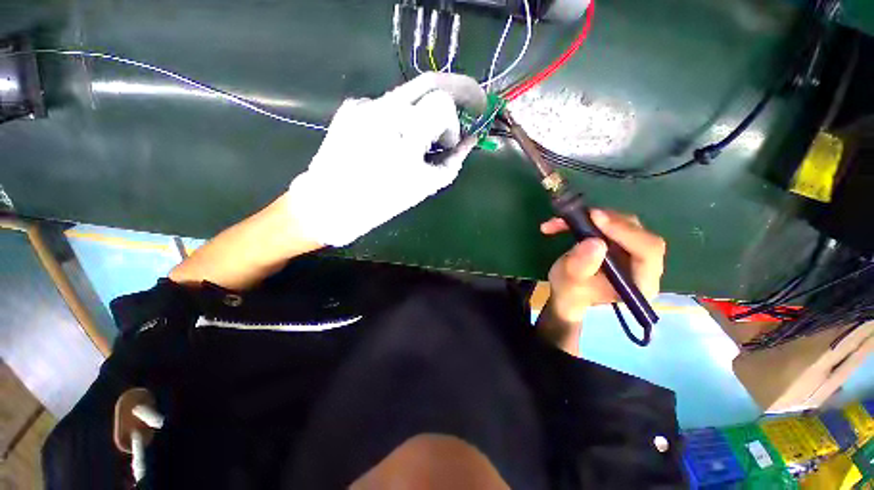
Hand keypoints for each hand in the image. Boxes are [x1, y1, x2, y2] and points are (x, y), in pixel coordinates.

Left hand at [286, 73, 486, 246]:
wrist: (330, 204)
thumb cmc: (381, 202)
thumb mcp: (426, 186)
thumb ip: (453, 160)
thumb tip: (470, 140)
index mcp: (405, 133)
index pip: (443, 101)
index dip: (454, 121)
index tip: (450, 142)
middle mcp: (383, 108)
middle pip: (429, 82)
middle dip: (452, 94)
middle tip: (460, 109)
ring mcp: (364, 104)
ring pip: (408, 95)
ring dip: (424, 111)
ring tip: (420, 137)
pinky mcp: (350, 107)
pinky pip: (386, 106)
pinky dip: (399, 119)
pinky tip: (391, 141)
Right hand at [541, 209, 665, 323]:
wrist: (566, 297)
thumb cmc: (570, 296)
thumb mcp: (568, 285)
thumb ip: (580, 267)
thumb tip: (594, 242)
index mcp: (640, 283)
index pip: (647, 251)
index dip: (624, 231)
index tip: (595, 218)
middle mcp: (643, 266)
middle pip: (635, 233)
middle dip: (603, 222)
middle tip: (576, 216)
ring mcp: (631, 252)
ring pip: (619, 224)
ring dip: (588, 219)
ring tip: (558, 223)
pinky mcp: (618, 243)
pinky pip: (607, 224)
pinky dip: (583, 220)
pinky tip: (560, 224)